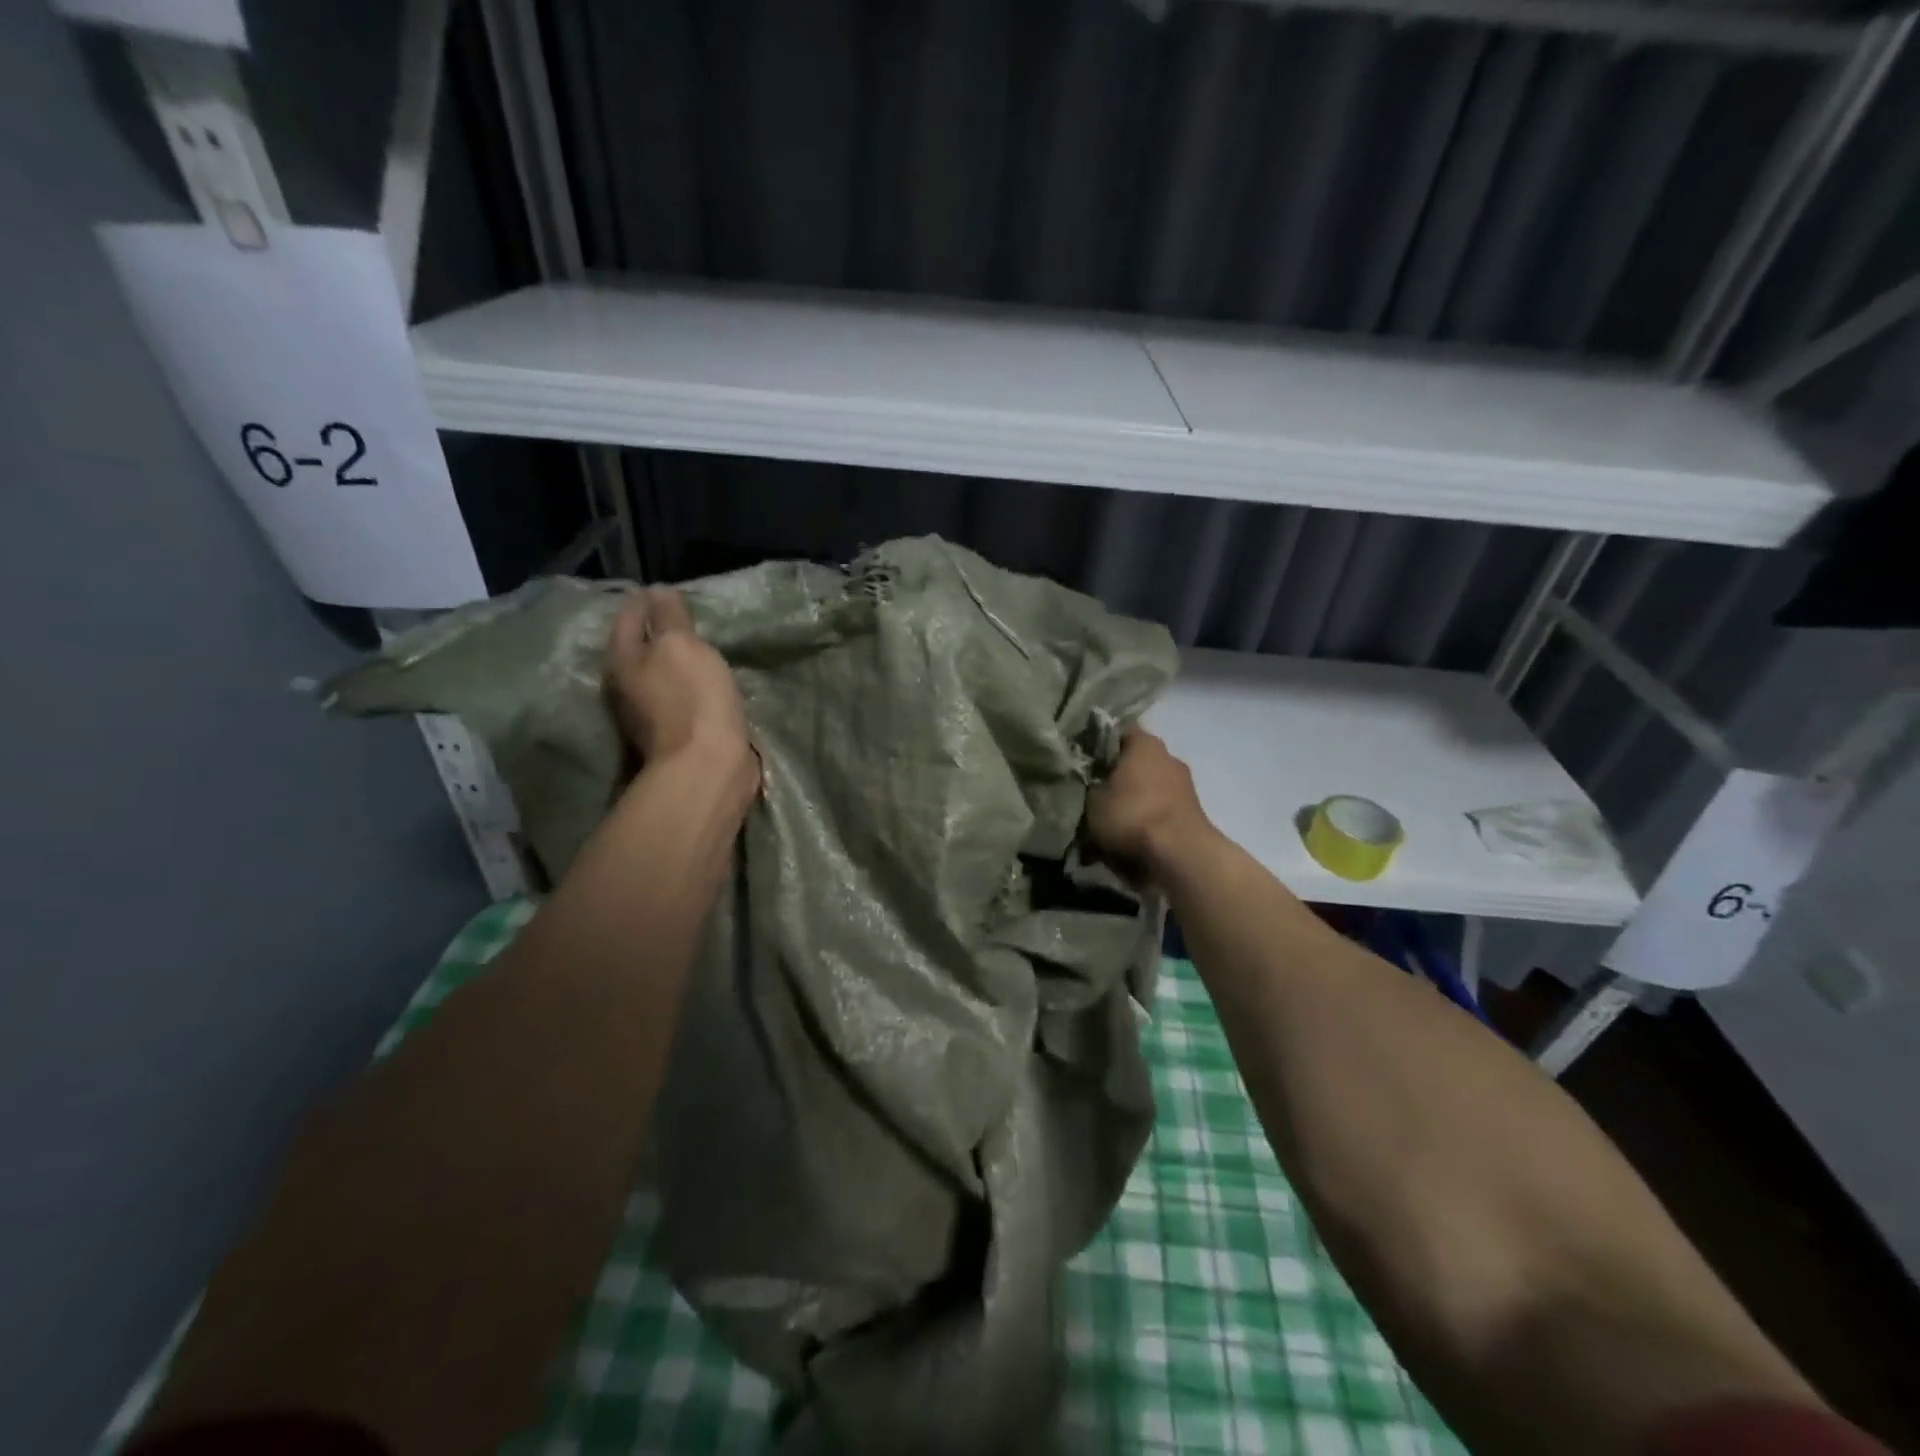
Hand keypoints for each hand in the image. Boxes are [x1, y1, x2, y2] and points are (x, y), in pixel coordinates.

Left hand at [606, 588, 755, 780]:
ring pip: (656, 673)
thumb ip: (669, 617)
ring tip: (696, 647)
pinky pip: (675, 695)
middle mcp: (624, 684)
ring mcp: (645, 712)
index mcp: (621, 659)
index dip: (647, 600)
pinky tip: (703, 680)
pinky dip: (686, 684)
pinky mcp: (671, 732)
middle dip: (655, 630)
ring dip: (672, 660)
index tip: (669, 590)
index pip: (627, 616)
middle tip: (682, 616)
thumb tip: (658, 591)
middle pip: (637, 647)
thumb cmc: (692, 698)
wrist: (707, 766)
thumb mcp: (681, 645)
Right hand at [1086, 727, 1215, 884]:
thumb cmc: (1132, 815)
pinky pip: (1160, 808)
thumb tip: (1088, 783)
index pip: (1116, 730)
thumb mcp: (1092, 801)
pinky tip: (1130, 836)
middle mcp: (1167, 756)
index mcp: (1144, 743)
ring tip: (1110, 820)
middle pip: (1134, 760)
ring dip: (1132, 798)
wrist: (1180, 854)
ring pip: (1148, 785)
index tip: (1081, 759)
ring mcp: (1184, 783)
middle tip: (1092, 792)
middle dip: (1115, 775)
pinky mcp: (1192, 810)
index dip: (1096, 743)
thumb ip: (1087, 786)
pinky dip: (1146, 818)